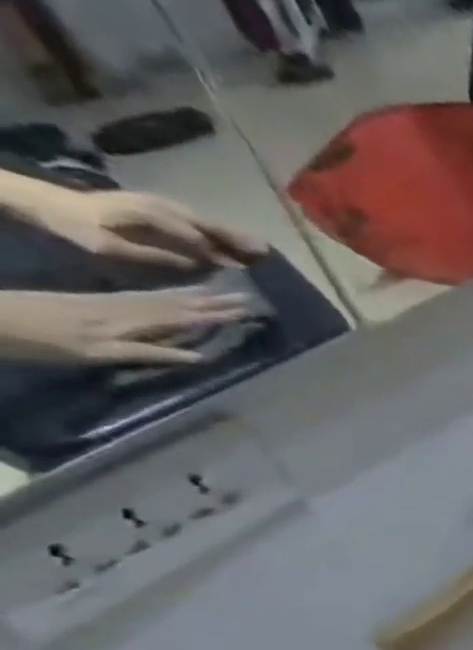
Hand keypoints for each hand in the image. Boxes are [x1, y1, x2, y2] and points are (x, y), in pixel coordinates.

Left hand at [0, 288, 259, 366]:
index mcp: (135, 321)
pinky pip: (148, 296)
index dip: (221, 314)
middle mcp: (130, 308)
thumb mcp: (99, 354)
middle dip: (216, 302)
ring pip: (167, 298)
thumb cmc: (44, 343)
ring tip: (224, 292)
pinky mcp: (102, 301)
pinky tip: (179, 294)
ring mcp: (115, 303)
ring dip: (198, 296)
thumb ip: (150, 354)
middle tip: (249, 298)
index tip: (250, 310)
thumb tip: (200, 357)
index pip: (188, 317)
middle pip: (182, 304)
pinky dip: (170, 295)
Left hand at [26, 186, 267, 269]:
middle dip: (239, 239)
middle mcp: (165, 206)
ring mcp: (165, 204)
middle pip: (210, 224)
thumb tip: (197, 263)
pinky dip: (220, 231)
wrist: (53, 202)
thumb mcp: (109, 246)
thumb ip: (155, 255)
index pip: (197, 235)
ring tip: (261, 249)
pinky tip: (232, 241)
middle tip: (267, 254)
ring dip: (234, 235)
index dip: (220, 252)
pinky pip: (200, 220)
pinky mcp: (164, 207)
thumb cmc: (79, 227)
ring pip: (208, 221)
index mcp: (153, 215)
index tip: (241, 269)